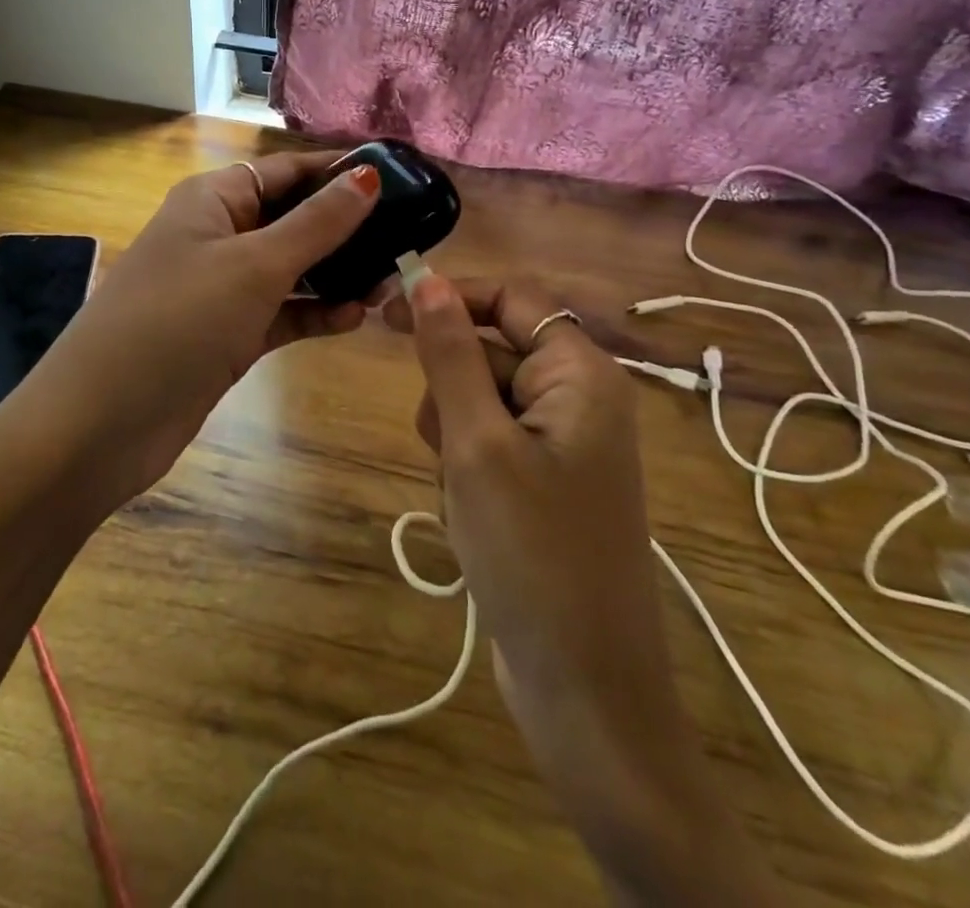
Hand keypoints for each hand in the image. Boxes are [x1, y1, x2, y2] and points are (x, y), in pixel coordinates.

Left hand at [33, 150, 381, 500]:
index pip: (285, 171)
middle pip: (291, 219)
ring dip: (335, 274)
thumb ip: (316, 224)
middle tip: (406, 238)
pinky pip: (280, 313)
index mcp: (212, 200)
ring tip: (389, 282)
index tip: (397, 180)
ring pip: (290, 269)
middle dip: (344, 228)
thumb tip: (367, 177)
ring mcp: (220, 289)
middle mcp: (216, 236)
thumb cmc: (177, 322)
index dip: (337, 173)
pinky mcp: (226, 335)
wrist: (100, 424)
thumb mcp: (253, 266)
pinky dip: (314, 313)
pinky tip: (354, 318)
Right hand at [386, 277, 778, 904]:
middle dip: (453, 393)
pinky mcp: (543, 484)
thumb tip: (427, 279)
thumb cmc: (532, 553)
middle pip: (490, 352)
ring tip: (466, 497)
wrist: (583, 691)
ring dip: (454, 440)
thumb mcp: (477, 443)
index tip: (385, 311)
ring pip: (479, 403)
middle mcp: (579, 398)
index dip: (452, 297)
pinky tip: (472, 521)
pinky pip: (486, 447)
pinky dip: (465, 472)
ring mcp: (562, 445)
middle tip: (449, 449)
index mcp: (582, 374)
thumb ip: (450, 354)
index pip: (512, 298)